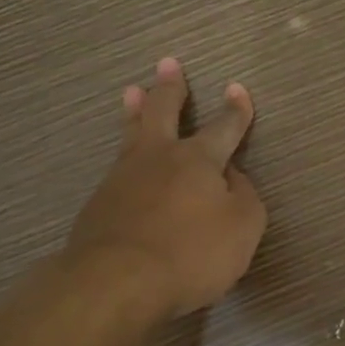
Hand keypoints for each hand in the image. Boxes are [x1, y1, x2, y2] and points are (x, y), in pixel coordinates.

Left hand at [61, 57, 266, 319]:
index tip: (237, 89)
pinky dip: (124, 155)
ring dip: (135, 110)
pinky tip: (123, 163)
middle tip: (168, 64)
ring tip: (132, 91)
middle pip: (164, 112)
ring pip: (131, 134)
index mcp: (198, 160)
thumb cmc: (191, 253)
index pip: (223, 128)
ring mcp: (123, 178)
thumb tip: (232, 178)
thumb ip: (244, 198)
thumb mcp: (243, 227)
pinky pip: (116, 169)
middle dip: (171, 88)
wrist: (116, 281)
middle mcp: (159, 158)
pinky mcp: (99, 204)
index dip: (235, 110)